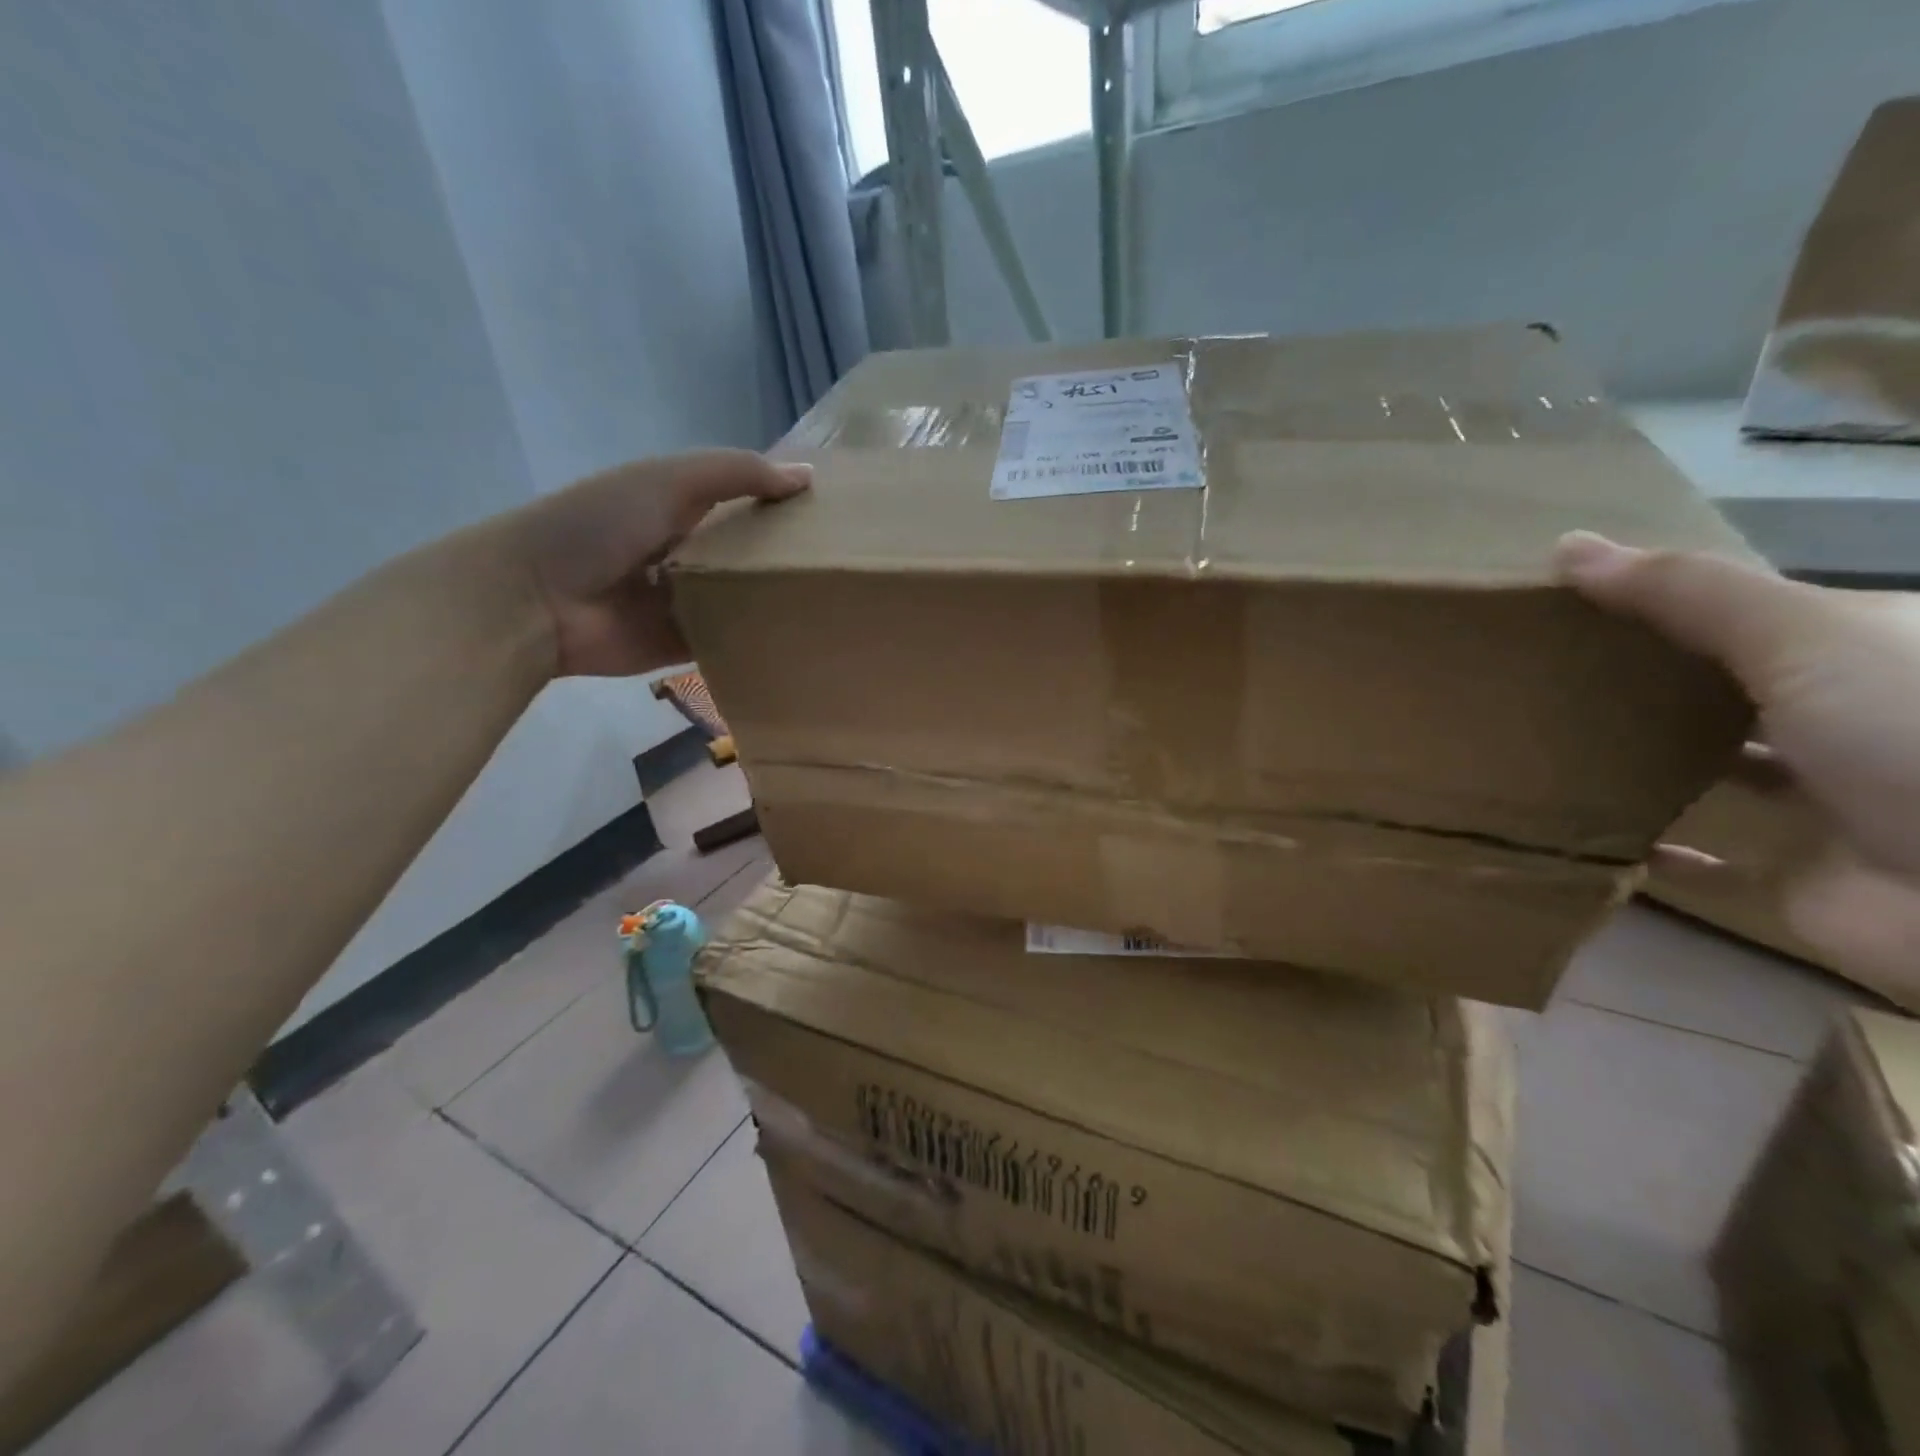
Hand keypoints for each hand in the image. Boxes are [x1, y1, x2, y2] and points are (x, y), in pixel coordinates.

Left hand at [510, 450, 809, 676]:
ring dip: (779, 602)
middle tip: (848, 567)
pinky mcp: (686, 644)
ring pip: (746, 600)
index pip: (746, 502)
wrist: (538, 599)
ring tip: (838, 605)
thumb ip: (736, 474)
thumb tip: (808, 479)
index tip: (837, 514)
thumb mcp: (669, 480)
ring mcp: (688, 602)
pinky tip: (803, 641)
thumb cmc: (600, 524)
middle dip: (790, 558)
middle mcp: (690, 553)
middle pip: (751, 554)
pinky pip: (731, 642)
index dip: (785, 505)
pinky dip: (757, 642)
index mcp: (683, 508)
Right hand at [1557, 532, 1919, 1001]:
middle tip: (1547, 675)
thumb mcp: (1801, 636)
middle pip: (1733, 692)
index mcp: (1866, 651)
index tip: (1577, 610)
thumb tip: (1567, 547)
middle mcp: (1852, 719)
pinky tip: (1598, 829)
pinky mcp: (1801, 872)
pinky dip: (1657, 851)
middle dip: (1649, 685)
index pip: (1754, 616)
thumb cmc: (1910, 730)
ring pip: (1723, 772)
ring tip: (1552, 745)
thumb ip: (1686, 593)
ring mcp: (1830, 800)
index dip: (1671, 606)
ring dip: (1649, 764)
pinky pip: (1712, 863)